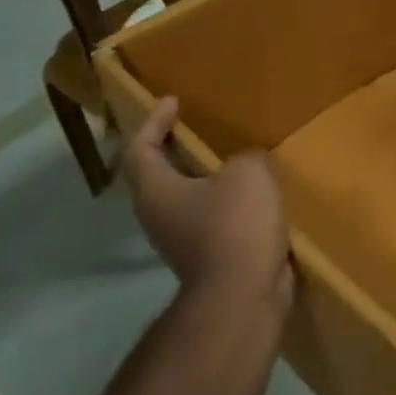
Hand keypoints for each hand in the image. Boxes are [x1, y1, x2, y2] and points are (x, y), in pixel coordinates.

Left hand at [123, 98, 293, 314]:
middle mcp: (159, 216)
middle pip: (157, 176)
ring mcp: (182, 241)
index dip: (152, 122)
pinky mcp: (209, 258)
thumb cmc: (235, 224)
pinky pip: (213, 219)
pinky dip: (228, 202)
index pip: (140, 150)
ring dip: (204, 178)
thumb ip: (246, 156)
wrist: (243, 293)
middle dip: (174, 151)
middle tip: (197, 129)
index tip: (172, 102)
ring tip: (233, 159)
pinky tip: (255, 195)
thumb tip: (247, 164)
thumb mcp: (247, 172)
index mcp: (156, 191)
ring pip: (187, 200)